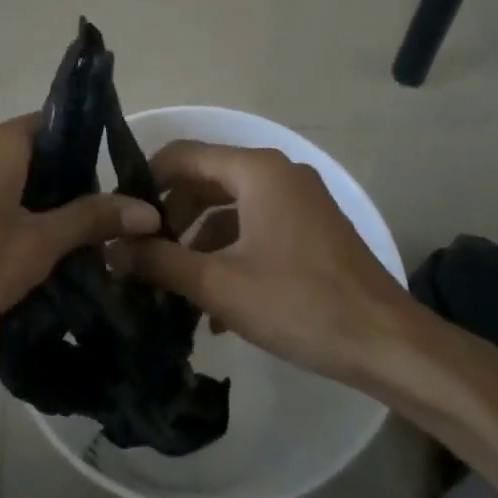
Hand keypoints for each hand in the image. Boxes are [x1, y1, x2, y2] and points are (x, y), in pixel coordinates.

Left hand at [0, 115, 159, 384]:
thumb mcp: (36, 248)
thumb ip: (90, 220)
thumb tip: (148, 210)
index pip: (54, 124)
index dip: (86, 152)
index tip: (109, 187)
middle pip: (30, 151)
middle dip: (62, 184)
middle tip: (91, 223)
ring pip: (3, 175)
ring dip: (32, 201)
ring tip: (60, 242)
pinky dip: (2, 211)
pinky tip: (15, 251)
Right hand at [108, 141, 419, 386]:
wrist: (387, 342)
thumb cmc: (300, 303)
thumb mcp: (220, 285)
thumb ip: (161, 262)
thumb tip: (111, 250)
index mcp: (256, 170)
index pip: (183, 155)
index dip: (146, 181)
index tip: (120, 217)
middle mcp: (278, 173)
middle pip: (206, 179)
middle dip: (172, 216)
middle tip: (142, 253)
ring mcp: (299, 199)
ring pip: (230, 206)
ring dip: (199, 240)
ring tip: (172, 283)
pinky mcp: (311, 227)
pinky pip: (256, 225)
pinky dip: (230, 251)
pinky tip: (214, 303)